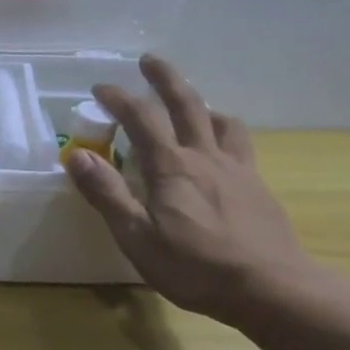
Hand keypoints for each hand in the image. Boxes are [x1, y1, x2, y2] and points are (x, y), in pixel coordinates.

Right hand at [64, 55, 312, 323]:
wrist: (272, 288)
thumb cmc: (195, 266)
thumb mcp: (136, 236)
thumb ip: (107, 193)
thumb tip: (77, 155)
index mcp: (171, 167)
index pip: (141, 118)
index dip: (119, 99)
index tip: (100, 88)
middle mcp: (205, 157)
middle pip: (187, 104)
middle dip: (165, 78)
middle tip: (149, 60)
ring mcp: (238, 170)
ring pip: (221, 121)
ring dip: (201, 105)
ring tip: (191, 106)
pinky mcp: (258, 187)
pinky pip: (240, 145)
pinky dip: (224, 133)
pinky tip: (220, 152)